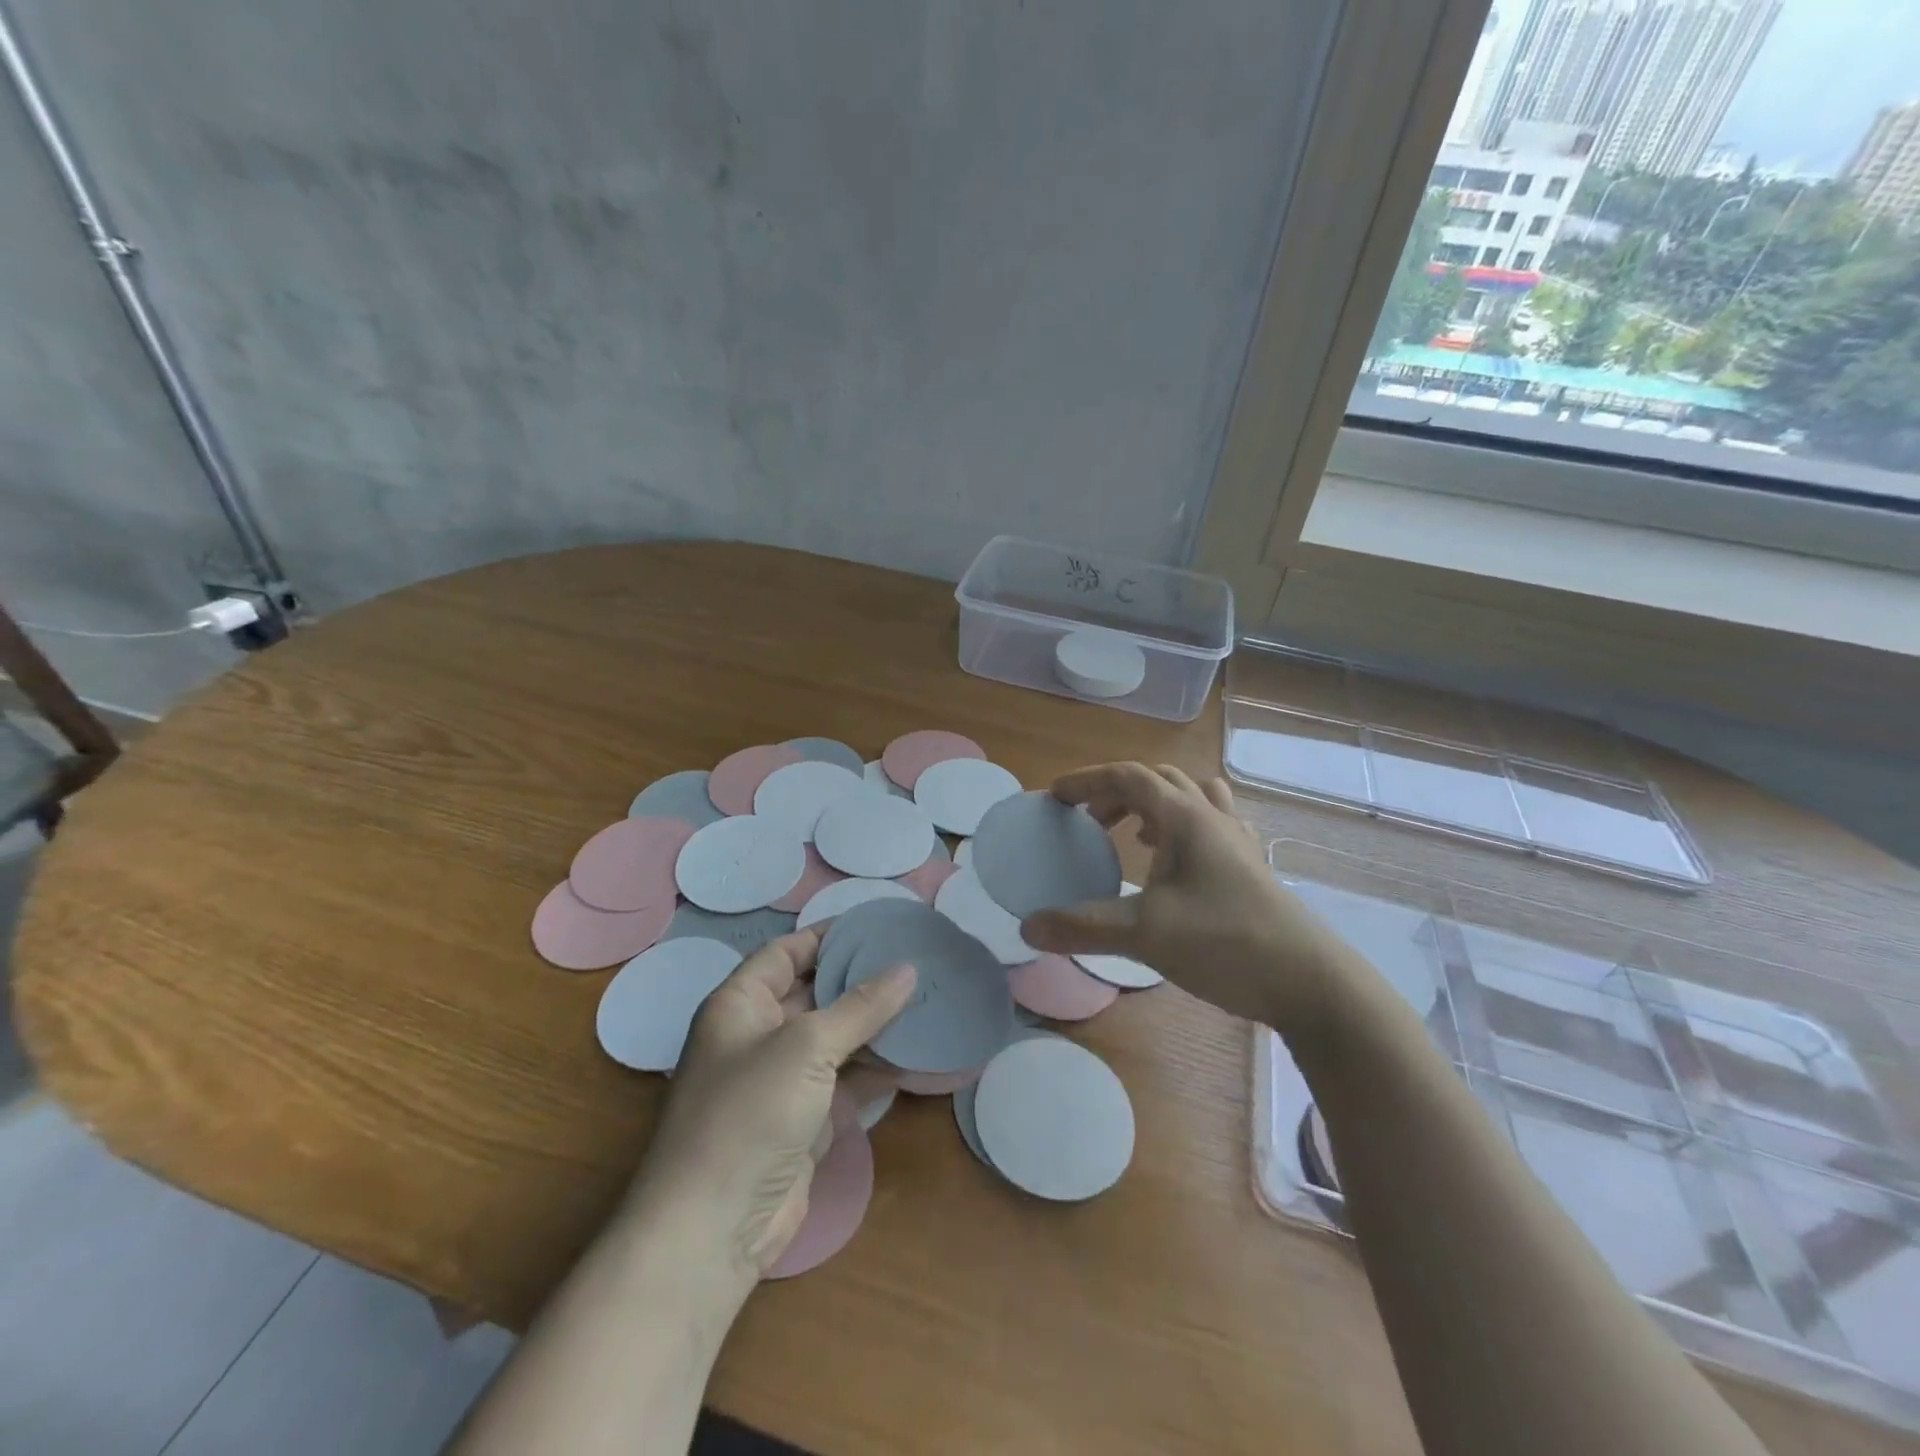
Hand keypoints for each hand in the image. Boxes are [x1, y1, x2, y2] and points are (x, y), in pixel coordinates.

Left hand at [629, 929, 915, 1285]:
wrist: (713, 1229)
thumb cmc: (749, 1113)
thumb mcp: (807, 1046)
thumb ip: (860, 1006)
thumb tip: (908, 968)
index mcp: (740, 1004)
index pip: (787, 952)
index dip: (829, 936)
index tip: (878, 925)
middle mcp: (758, 1035)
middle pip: (815, 993)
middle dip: (860, 979)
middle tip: (914, 960)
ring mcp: (781, 1081)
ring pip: (835, 1038)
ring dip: (875, 1024)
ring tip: (926, 999)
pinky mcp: (803, 1120)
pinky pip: (846, 1080)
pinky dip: (877, 1067)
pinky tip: (917, 1054)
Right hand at [1019, 763, 1356, 1035]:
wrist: (1312, 983)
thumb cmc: (1227, 943)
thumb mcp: (1146, 934)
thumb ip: (1083, 927)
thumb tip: (1027, 926)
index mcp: (1186, 818)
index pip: (1128, 777)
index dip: (1087, 781)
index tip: (1054, 797)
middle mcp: (1213, 818)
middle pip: (1158, 780)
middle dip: (1116, 792)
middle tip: (1088, 821)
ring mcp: (1237, 842)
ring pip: (1191, 797)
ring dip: (1153, 804)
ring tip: (1132, 836)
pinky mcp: (1251, 868)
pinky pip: (1211, 825)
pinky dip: (1181, 828)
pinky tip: (1173, 865)